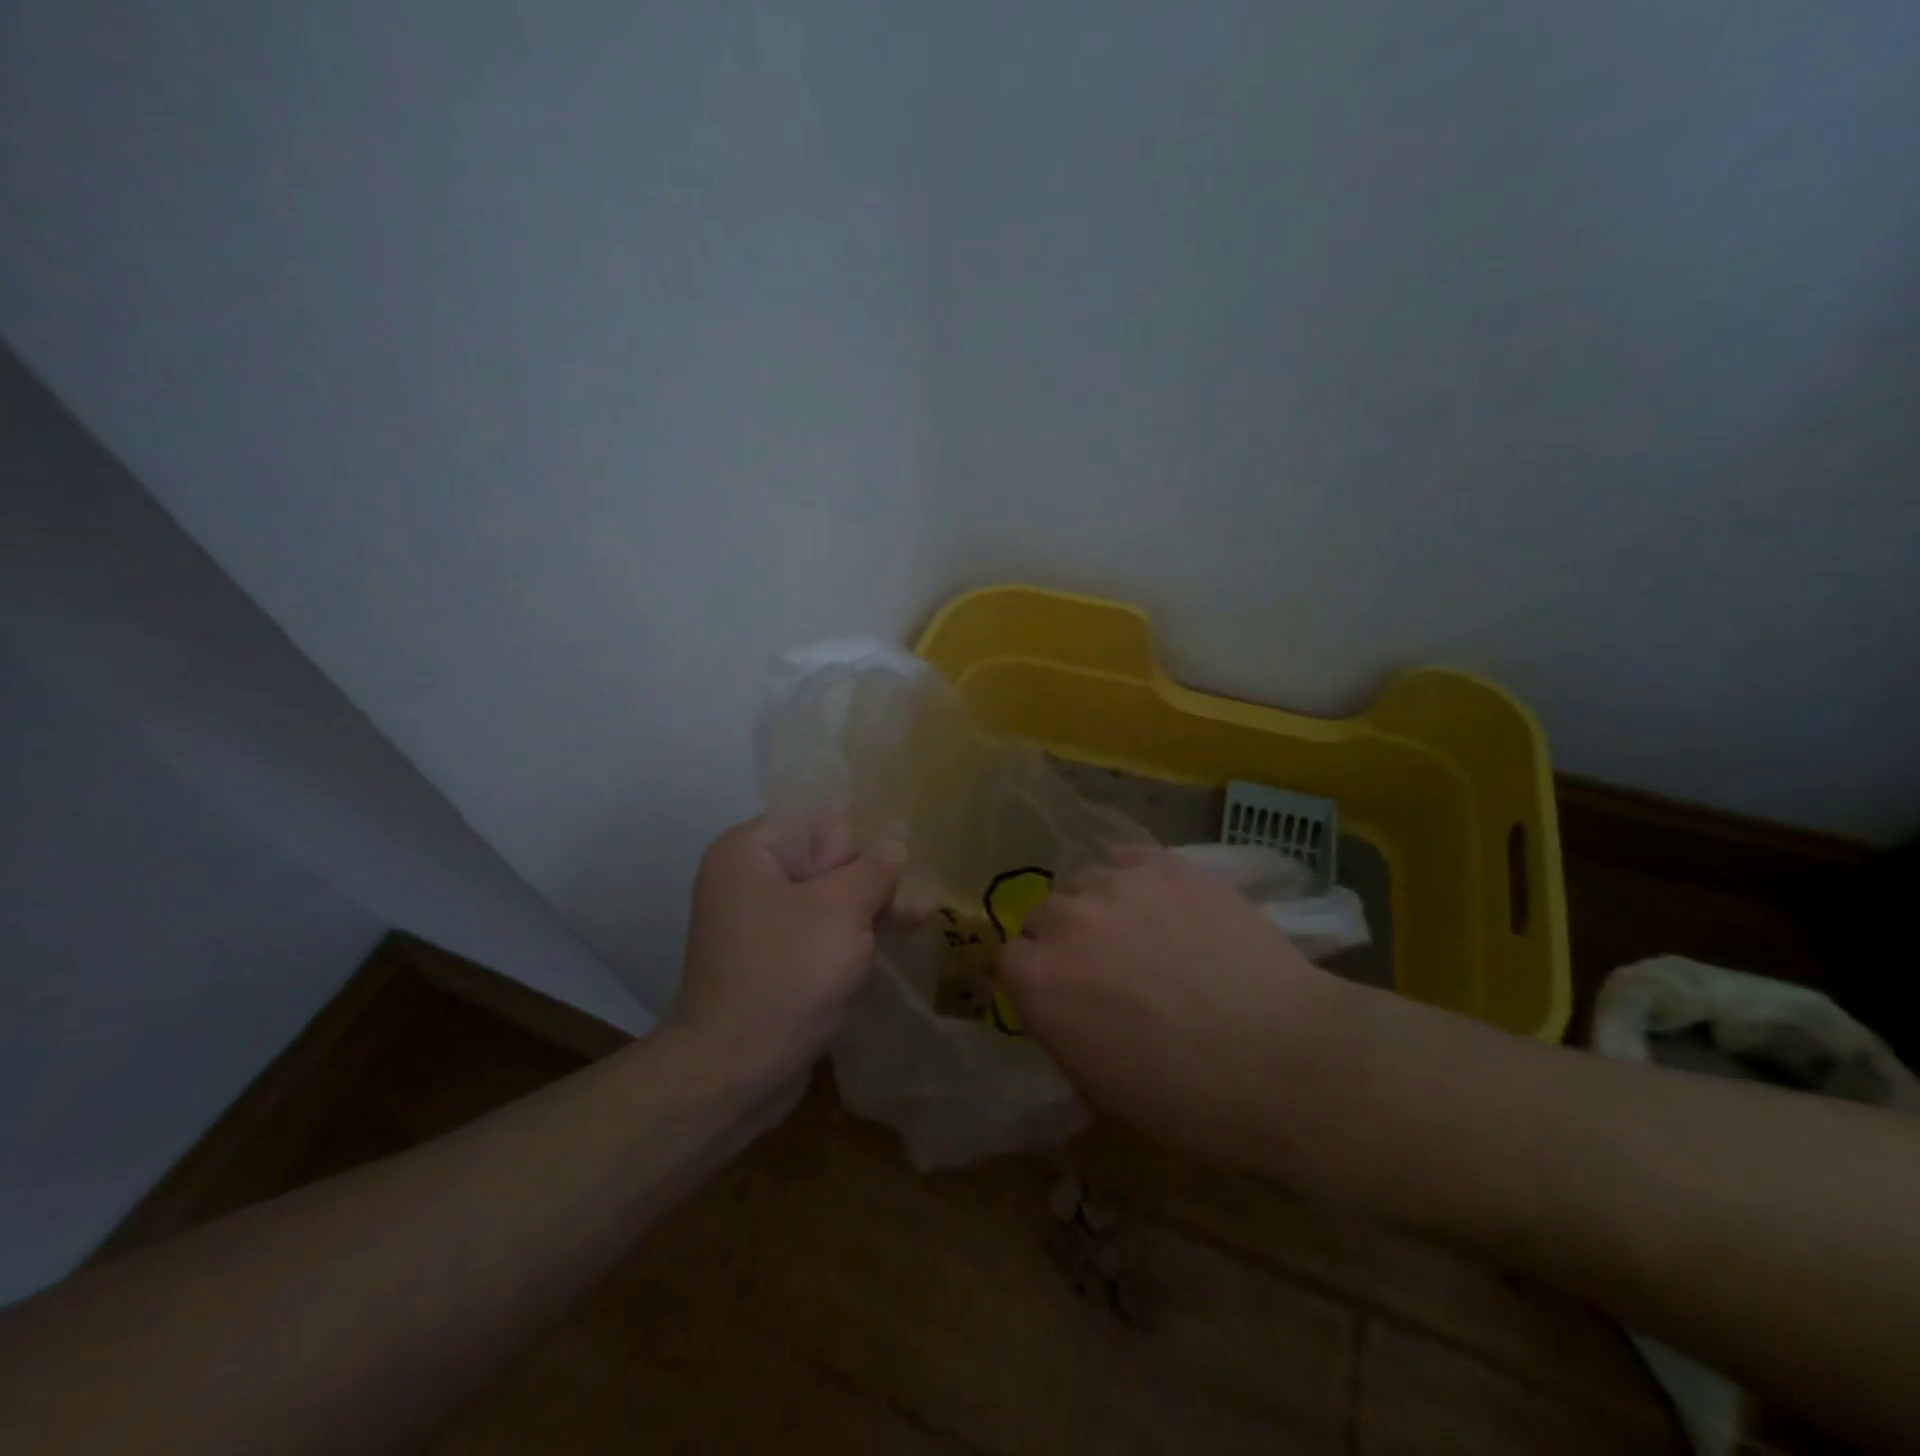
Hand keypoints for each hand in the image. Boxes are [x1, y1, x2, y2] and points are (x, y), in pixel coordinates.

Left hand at [677, 816, 903, 1086]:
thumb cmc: (787, 974)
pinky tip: (898, 934)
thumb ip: (873, 870)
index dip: (855, 842)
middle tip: (911, 897)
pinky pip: (819, 930)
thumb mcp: (840, 910)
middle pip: (824, 858)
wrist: (735, 1071)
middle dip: (871, 877)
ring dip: (872, 905)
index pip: (814, 820)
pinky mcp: (775, 958)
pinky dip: (853, 933)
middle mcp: (749, 879)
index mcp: (749, 852)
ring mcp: (760, 922)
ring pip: (828, 897)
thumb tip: (895, 844)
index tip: (886, 869)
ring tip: (922, 914)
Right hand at [998, 846, 1349, 1173]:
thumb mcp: (1099, 1087)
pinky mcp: (1164, 864)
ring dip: (1100, 908)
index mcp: (1038, 980)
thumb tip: (1062, 1005)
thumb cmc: (1188, 1099)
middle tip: (1107, 967)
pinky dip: (1136, 881)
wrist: (1286, 1059)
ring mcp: (1115, 884)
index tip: (1062, 995)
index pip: (1009, 959)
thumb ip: (1061, 1029)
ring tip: (1143, 933)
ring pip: (1085, 883)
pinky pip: (1128, 861)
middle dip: (1065, 940)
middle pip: (1044, 915)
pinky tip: (1167, 908)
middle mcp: (1064, 920)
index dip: (1036, 978)